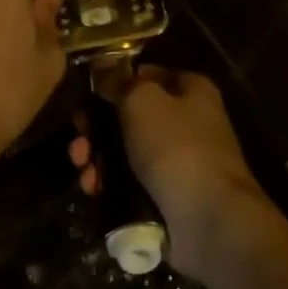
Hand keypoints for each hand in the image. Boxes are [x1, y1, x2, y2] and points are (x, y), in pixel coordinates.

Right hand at [69, 66, 266, 279]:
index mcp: (191, 91)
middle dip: (98, 127)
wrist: (209, 220)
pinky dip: (109, 185)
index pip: (147, 75)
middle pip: (131, 116)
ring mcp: (178, 163)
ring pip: (127, 152)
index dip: (116, 81)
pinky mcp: (168, 197)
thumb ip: (118, 81)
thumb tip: (103, 68)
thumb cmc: (176, 146)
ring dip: (98, 157)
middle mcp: (188, 123)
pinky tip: (92, 189)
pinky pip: (131, 184)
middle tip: (77, 136)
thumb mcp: (141, 100)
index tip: (88, 93)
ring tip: (81, 166)